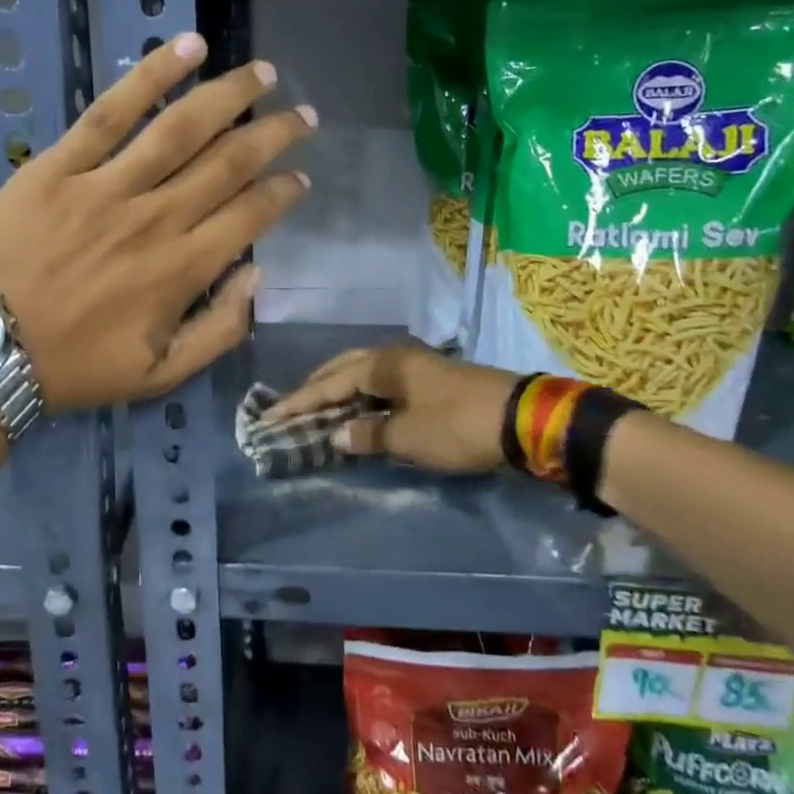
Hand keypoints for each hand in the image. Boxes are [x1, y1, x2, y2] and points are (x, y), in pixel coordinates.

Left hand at [0, 34, 313, 410]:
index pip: (251, 216)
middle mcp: (157, 218)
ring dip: (230, 95)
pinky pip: (110, 112)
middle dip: (275, 135)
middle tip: (303, 116)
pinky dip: (151, 75)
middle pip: (230, 162)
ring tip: (264, 73)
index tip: (301, 179)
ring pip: (182, 127)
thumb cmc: (75, 368)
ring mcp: (107, 186)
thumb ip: (219, 331)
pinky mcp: (60, 165)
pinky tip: (187, 46)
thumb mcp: (160, 375)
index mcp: (183, 270)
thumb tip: (256, 277)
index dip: (284, 193)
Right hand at [268, 342, 516, 473]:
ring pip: (364, 374)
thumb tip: (336, 435)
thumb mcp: (408, 436)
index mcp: (383, 364)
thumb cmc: (458, 426)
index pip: (329, 383)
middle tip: (291, 409)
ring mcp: (416, 365)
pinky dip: (363, 397)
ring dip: (339, 391)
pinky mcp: (431, 379)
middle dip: (316, 389)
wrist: (523, 419)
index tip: (271, 417)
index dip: (299, 403)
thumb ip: (367, 434)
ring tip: (318, 410)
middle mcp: (395, 357)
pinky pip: (383, 384)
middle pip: (344, 369)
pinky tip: (359, 411)